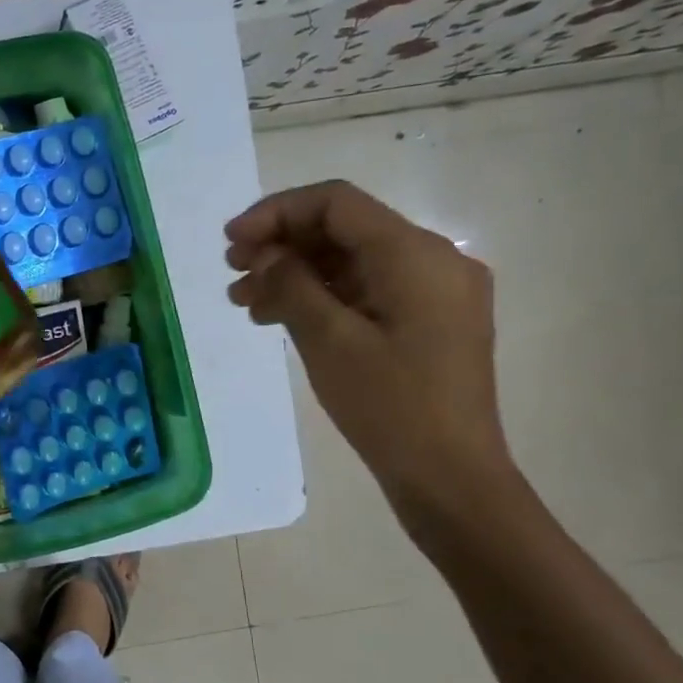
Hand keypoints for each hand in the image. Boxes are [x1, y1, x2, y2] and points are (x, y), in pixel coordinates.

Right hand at [225, 180, 514, 512]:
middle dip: (282, 245)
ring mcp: (434, 293)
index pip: (337, 203)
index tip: (231, 242)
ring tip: (244, 301)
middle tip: (232, 273)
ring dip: (296, 274)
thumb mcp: (329, 341)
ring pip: (351, 263)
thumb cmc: (390, 407)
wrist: (450, 478)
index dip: (276, 212)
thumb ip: (292, 285)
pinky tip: (280, 318)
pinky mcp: (428, 323)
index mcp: (415, 255)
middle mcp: (433, 261)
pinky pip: (367, 292)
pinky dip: (322, 297)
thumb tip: (266, 255)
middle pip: (344, 230)